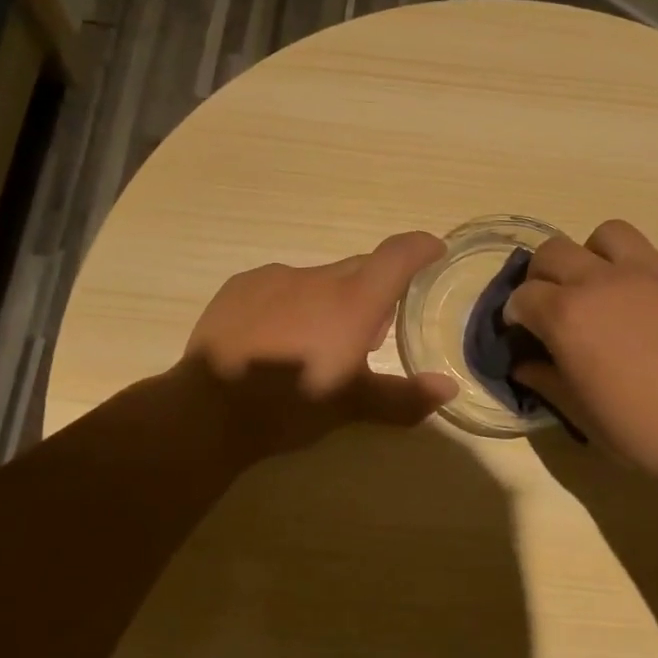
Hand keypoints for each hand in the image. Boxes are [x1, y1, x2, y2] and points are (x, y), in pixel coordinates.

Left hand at [176, 231, 458, 464]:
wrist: (209, 410)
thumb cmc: (291, 406)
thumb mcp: (351, 406)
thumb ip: (404, 397)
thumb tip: (448, 387)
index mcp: (353, 301)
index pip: (398, 255)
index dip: (421, 247)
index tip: (433, 252)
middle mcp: (318, 277)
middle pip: (359, 269)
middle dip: (372, 293)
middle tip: (366, 335)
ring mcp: (275, 277)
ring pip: (317, 280)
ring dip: (327, 301)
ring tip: (311, 343)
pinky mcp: (241, 285)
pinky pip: (278, 286)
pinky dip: (289, 303)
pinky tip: (273, 337)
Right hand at [505, 219, 657, 487]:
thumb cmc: (644, 431)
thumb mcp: (582, 414)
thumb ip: (546, 381)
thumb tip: (523, 365)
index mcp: (566, 316)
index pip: (522, 296)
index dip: (516, 316)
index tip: (523, 334)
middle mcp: (600, 281)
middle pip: (552, 252)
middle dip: (542, 276)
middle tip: (553, 305)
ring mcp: (646, 272)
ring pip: (604, 235)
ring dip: (591, 255)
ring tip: (600, 287)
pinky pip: (648, 252)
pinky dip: (633, 267)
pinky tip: (643, 301)